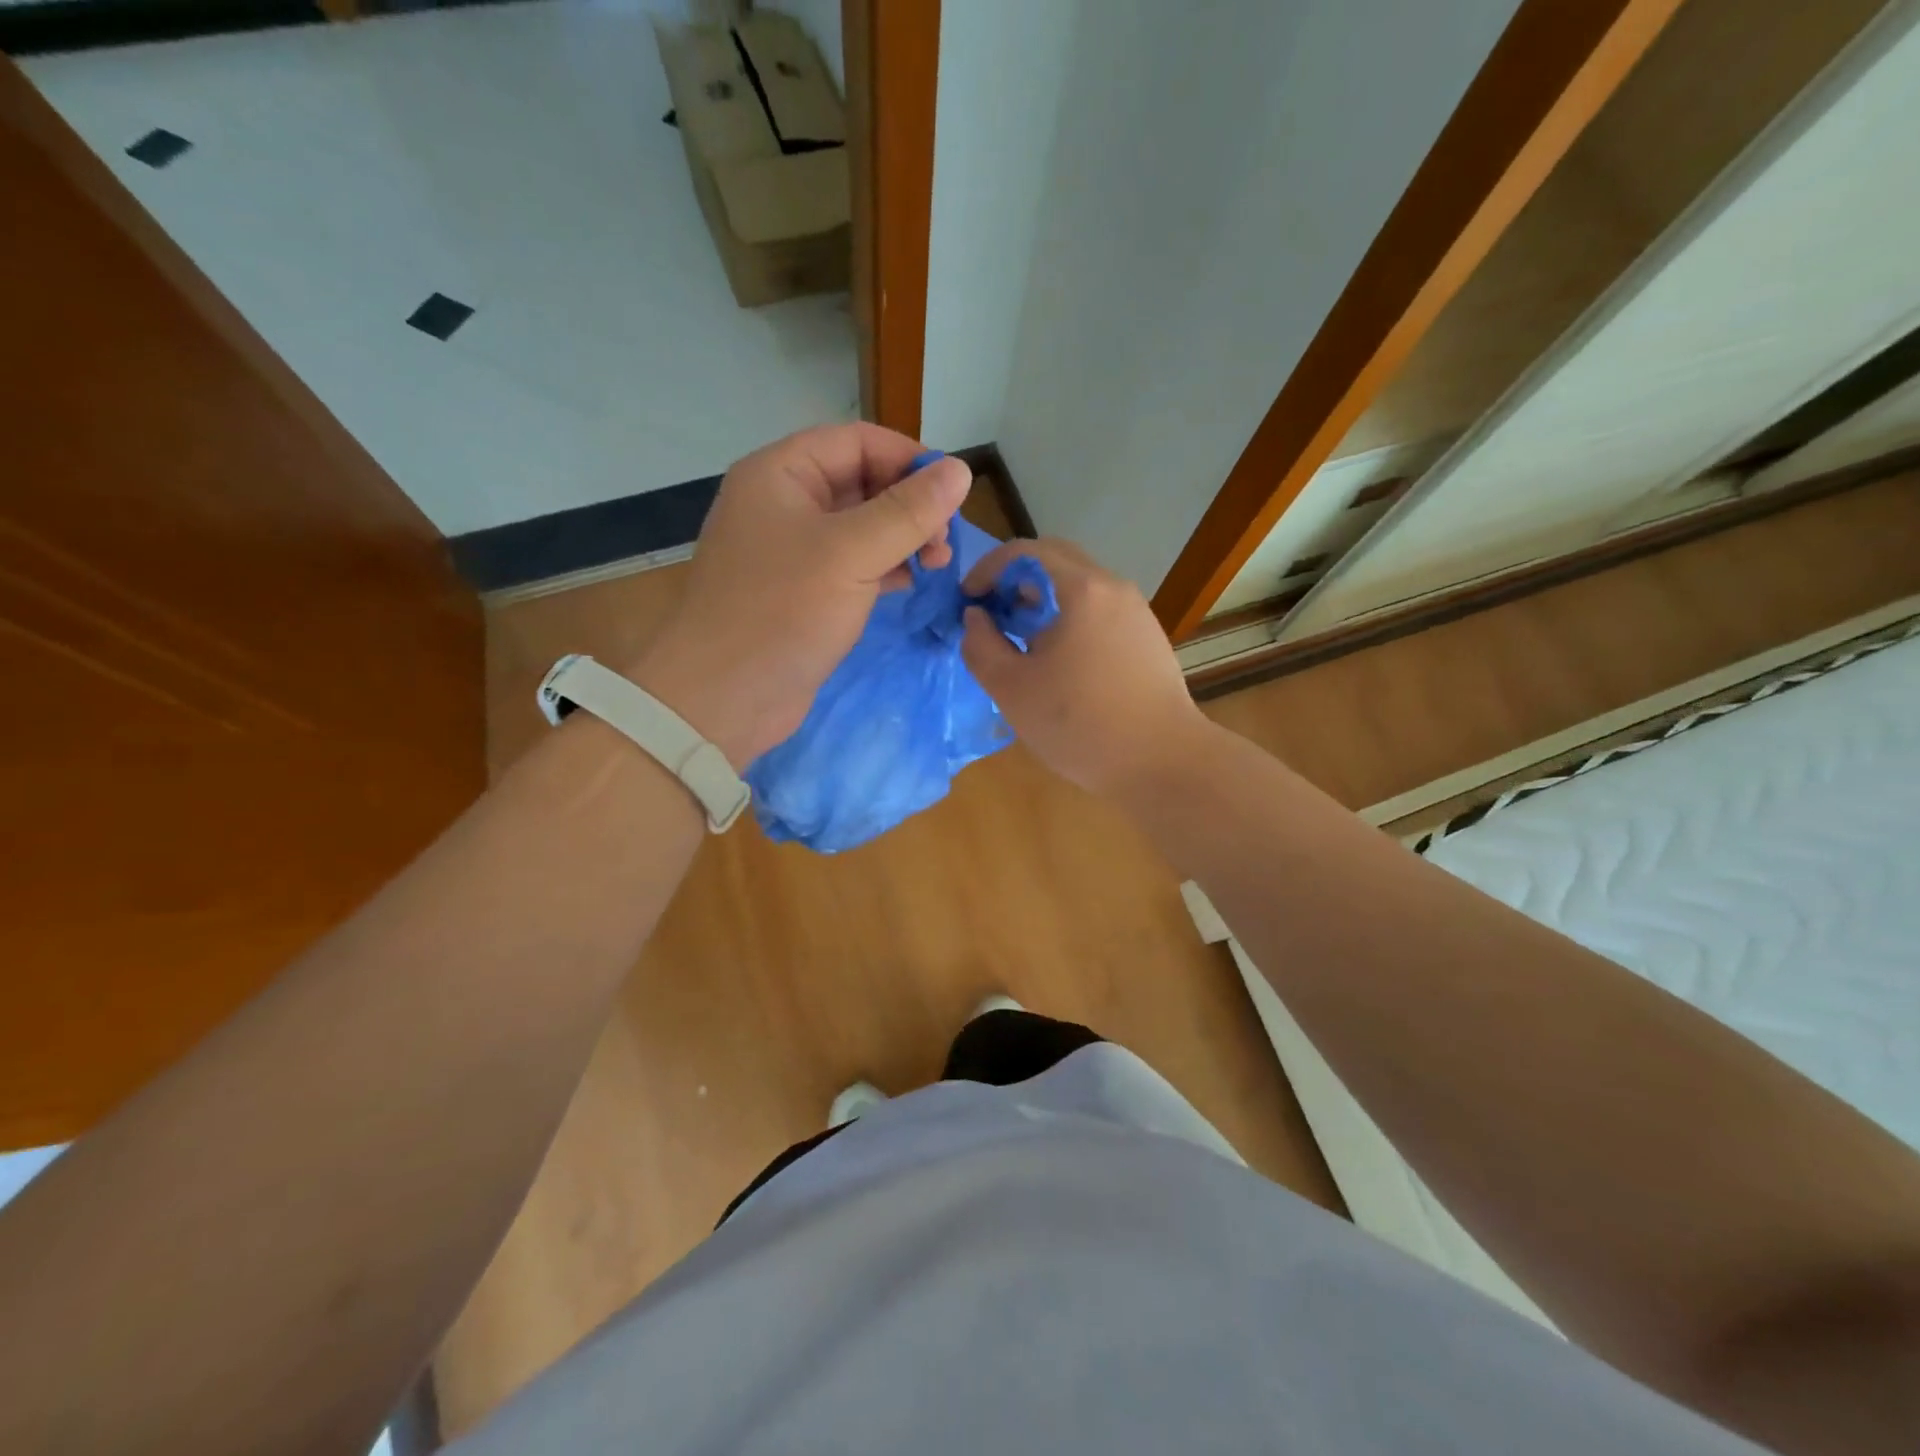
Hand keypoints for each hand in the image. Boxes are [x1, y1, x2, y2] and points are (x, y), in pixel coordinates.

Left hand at [630, 424, 971, 768]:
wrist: (724, 698)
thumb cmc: (782, 612)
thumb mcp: (851, 554)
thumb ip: (908, 512)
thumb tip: (960, 470)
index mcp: (781, 474)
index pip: (857, 441)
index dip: (909, 459)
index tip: (953, 494)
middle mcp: (785, 504)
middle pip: (862, 482)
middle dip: (910, 506)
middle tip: (945, 543)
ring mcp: (793, 552)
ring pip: (862, 528)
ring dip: (903, 540)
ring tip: (937, 565)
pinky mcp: (803, 593)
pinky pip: (853, 565)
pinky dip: (885, 569)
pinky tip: (911, 584)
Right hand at [961, 538, 1210, 795]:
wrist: (1163, 762)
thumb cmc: (1080, 725)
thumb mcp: (1012, 689)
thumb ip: (981, 645)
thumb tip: (975, 617)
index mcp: (1082, 590)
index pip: (1026, 551)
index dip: (987, 568)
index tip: (967, 600)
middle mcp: (1114, 588)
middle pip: (1056, 561)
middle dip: (1015, 580)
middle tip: (991, 615)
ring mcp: (1136, 612)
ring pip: (1080, 587)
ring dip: (1042, 601)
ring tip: (1020, 642)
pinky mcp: (1147, 638)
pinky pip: (1099, 611)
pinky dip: (1068, 619)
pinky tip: (1058, 662)